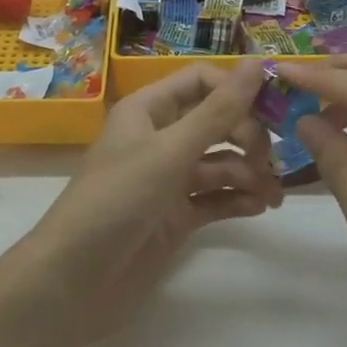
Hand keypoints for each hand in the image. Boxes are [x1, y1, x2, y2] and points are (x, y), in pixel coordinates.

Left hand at [16, 59, 279, 345]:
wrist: (72, 284)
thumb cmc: (117, 200)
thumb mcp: (171, 150)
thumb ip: (218, 110)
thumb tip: (259, 62)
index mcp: (149, 110)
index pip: (201, 81)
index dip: (236, 90)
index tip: (273, 108)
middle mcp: (159, 138)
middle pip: (215, 122)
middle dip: (248, 136)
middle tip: (271, 161)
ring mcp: (167, 180)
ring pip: (219, 163)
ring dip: (249, 173)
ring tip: (273, 194)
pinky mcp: (174, 217)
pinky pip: (214, 198)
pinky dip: (237, 200)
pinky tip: (259, 207)